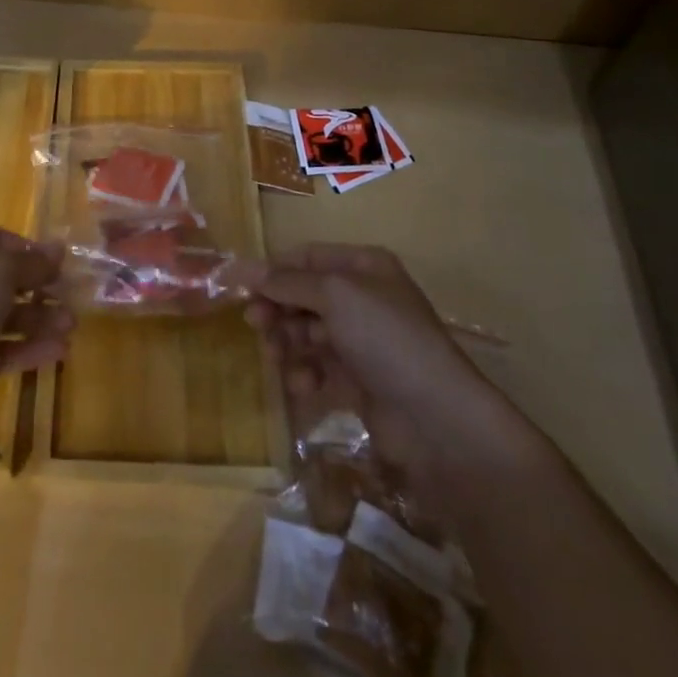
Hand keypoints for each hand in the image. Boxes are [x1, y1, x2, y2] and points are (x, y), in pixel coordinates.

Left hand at [0, 227, 74, 439]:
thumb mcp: (1, 272)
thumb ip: (33, 261)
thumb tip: (58, 247)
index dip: (28, 248)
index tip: (59, 262)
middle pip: (3, 280)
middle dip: (39, 288)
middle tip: (72, 297)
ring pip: (4, 317)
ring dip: (39, 320)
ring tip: (71, 327)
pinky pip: (0, 350)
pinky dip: (28, 349)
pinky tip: (60, 352)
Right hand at [247, 244, 515, 487]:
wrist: (436, 419)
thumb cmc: (386, 338)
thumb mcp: (334, 295)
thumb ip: (286, 282)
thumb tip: (241, 269)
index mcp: (363, 266)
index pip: (307, 257)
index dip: (274, 270)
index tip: (241, 288)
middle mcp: (362, 297)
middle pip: (303, 294)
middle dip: (277, 308)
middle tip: (255, 326)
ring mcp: (362, 339)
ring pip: (306, 331)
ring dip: (287, 342)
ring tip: (277, 358)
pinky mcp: (359, 379)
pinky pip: (319, 365)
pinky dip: (305, 372)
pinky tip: (303, 384)